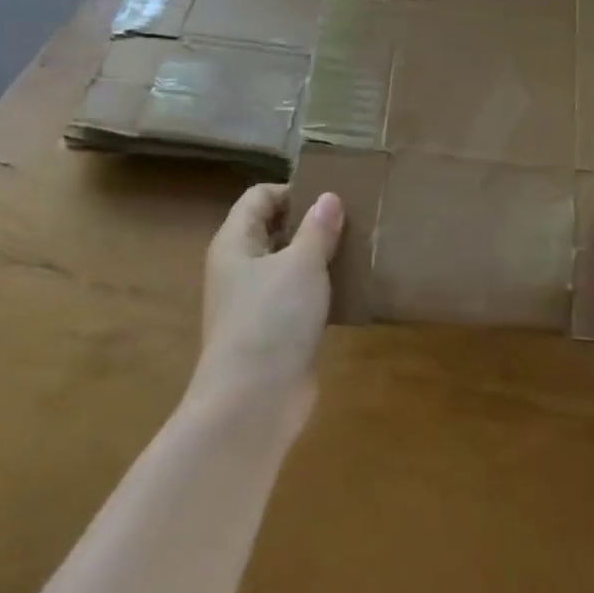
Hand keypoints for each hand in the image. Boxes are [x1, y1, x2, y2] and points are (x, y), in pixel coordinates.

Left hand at [193, 184, 343, 404]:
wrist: (253, 402)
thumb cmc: (272, 319)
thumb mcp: (301, 264)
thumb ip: (317, 228)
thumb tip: (329, 198)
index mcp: (235, 243)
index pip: (259, 197)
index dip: (293, 190)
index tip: (332, 195)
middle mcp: (240, 269)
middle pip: (274, 229)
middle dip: (311, 222)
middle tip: (352, 218)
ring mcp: (255, 303)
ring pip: (289, 265)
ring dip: (319, 256)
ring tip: (358, 248)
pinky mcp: (275, 332)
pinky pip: (299, 297)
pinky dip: (321, 289)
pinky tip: (351, 288)